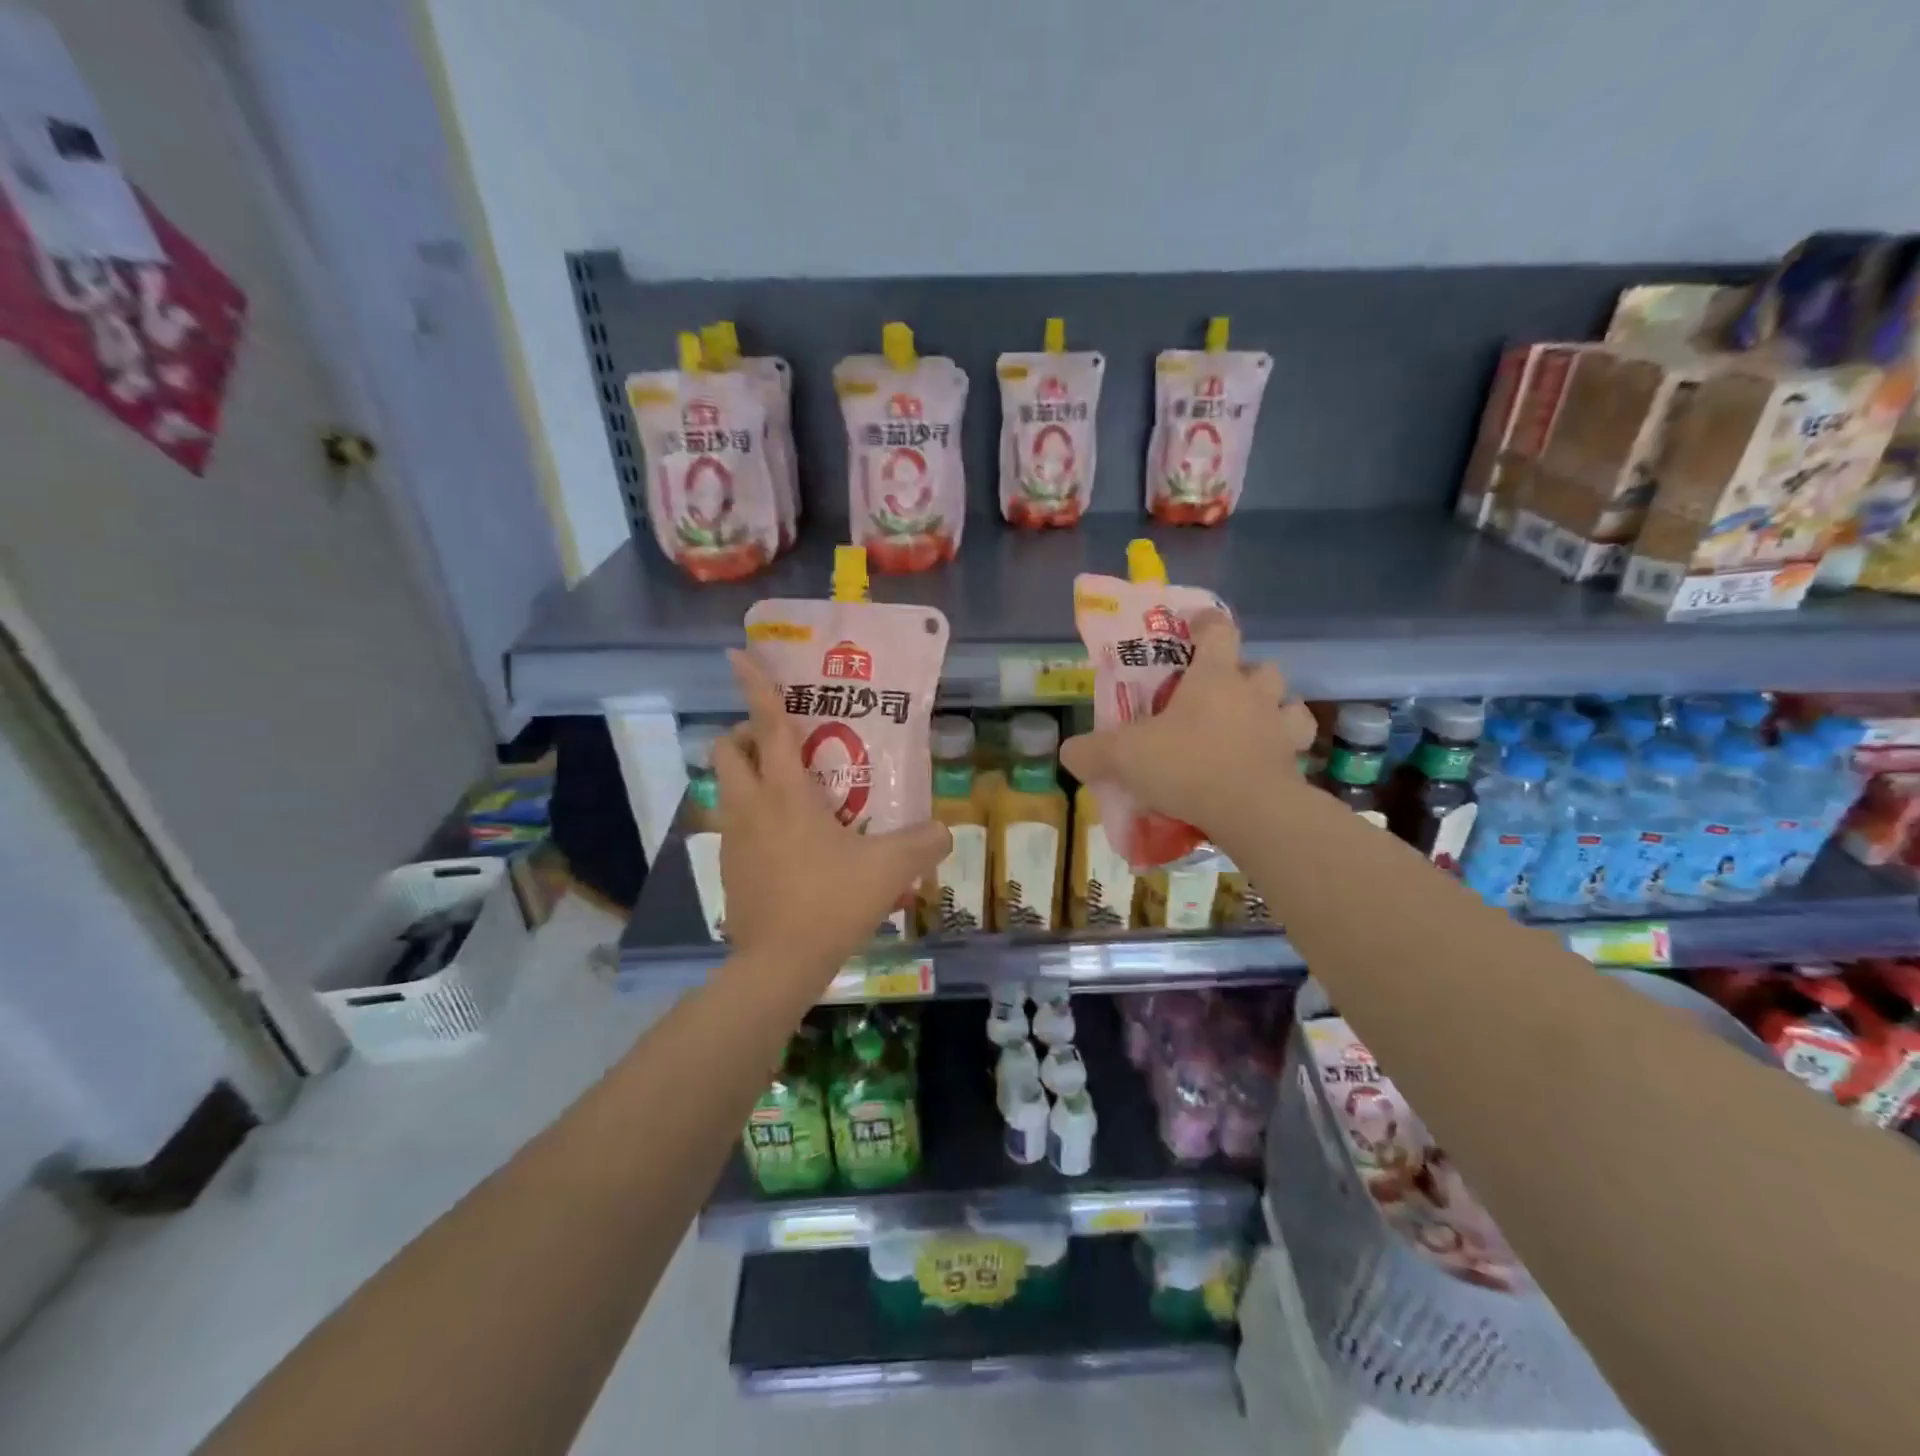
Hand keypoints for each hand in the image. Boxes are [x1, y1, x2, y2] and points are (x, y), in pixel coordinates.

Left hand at [714, 651, 951, 979]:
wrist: (778, 963)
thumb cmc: (831, 901)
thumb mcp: (890, 868)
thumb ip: (924, 842)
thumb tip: (945, 831)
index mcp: (785, 792)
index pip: (766, 725)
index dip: (754, 685)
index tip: (737, 654)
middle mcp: (750, 805)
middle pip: (727, 749)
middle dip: (746, 734)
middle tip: (784, 744)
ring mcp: (733, 837)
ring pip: (725, 786)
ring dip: (748, 774)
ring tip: (792, 792)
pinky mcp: (729, 866)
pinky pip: (734, 823)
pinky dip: (752, 814)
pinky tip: (789, 841)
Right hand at [1060, 610, 1315, 845]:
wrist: (1249, 811)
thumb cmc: (1186, 765)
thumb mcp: (1122, 756)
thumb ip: (1091, 752)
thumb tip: (1070, 753)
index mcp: (1213, 677)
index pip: (1218, 630)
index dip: (1207, 623)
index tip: (1196, 626)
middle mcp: (1253, 693)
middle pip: (1261, 666)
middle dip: (1245, 674)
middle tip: (1220, 694)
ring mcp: (1280, 728)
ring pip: (1290, 703)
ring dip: (1274, 709)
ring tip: (1251, 727)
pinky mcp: (1295, 764)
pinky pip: (1297, 748)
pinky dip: (1285, 751)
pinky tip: (1265, 763)